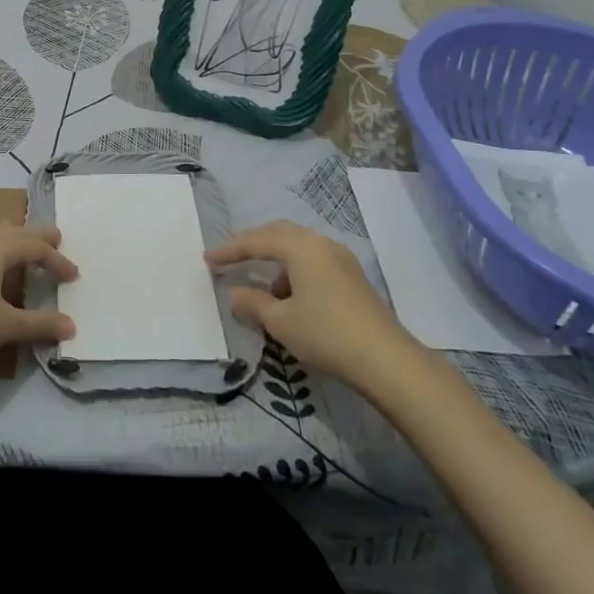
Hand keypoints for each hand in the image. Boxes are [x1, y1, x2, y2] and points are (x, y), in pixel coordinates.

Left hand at [0, 225, 77, 382]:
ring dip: (11, 241)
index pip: (35, 248)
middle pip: (13, 232)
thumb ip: (40, 324)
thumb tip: (71, 326)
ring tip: (22, 250)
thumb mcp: (6, 327)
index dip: (57, 261)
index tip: (73, 277)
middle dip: (36, 238)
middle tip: (55, 239)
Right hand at [206, 220, 413, 380]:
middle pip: (279, 233)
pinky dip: (295, 272)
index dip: (229, 250)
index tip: (208, 260)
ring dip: (276, 261)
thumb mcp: (280, 321)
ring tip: (263, 291)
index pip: (256, 241)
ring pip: (299, 247)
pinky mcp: (352, 277)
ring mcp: (341, 259)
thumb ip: (252, 303)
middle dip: (252, 245)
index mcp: (301, 247)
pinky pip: (313, 261)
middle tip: (230, 259)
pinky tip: (291, 300)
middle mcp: (321, 244)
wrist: (385, 359)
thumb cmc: (325, 333)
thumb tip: (235, 293)